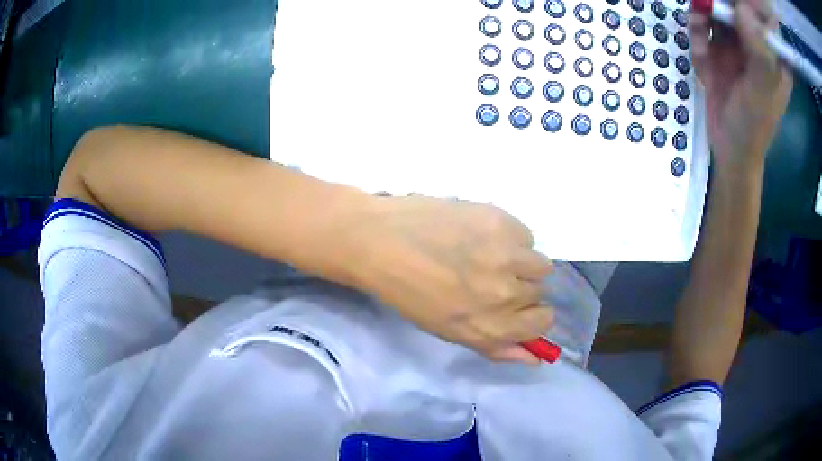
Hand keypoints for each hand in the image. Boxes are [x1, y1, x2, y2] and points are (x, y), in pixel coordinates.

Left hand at [355, 195, 553, 364]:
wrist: (379, 242)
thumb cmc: (408, 292)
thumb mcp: (450, 331)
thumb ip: (497, 347)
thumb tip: (536, 358)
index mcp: (490, 326)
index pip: (542, 322)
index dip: (531, 316)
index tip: (517, 308)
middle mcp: (506, 293)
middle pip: (540, 291)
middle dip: (520, 288)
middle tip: (489, 277)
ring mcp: (506, 255)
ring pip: (538, 263)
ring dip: (520, 262)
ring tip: (488, 255)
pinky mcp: (501, 222)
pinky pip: (524, 234)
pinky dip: (509, 237)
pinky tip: (480, 234)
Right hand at [690, 0, 792, 171]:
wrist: (730, 152)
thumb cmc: (753, 127)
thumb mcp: (762, 92)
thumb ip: (759, 53)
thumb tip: (744, 9)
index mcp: (773, 56)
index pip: (757, 17)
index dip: (741, 6)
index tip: (725, 6)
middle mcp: (755, 46)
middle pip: (734, 11)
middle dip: (716, 8)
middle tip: (702, 11)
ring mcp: (736, 48)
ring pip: (715, 16)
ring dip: (702, 20)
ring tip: (697, 31)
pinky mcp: (719, 54)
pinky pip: (703, 32)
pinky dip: (697, 37)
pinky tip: (700, 55)